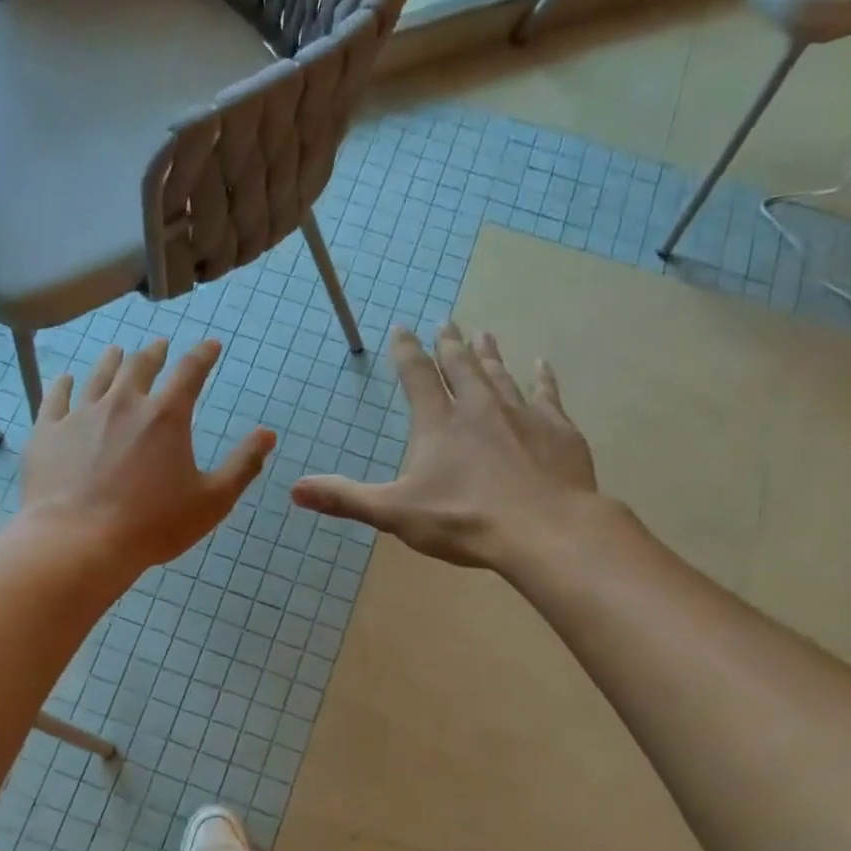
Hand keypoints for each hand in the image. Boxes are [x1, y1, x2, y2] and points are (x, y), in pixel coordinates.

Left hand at [20, 339, 274, 574]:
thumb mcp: (212, 500)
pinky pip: (56, 398)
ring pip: (99, 375)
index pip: (190, 372)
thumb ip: (243, 465)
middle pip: (141, 366)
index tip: (211, 344)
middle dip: (155, 353)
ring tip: (117, 352)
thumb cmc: (153, 525)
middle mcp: (124, 403)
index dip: (203, 355)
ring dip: (112, 360)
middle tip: (160, 346)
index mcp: (166, 416)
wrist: (79, 541)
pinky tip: (66, 379)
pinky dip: (64, 385)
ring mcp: (82, 415)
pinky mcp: (48, 432)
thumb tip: (268, 434)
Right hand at [291, 324, 605, 571]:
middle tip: (446, 321)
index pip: (416, 376)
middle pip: (460, 365)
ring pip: (500, 374)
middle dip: (449, 343)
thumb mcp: (395, 513)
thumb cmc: (464, 520)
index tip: (402, 328)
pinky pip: (546, 394)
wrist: (543, 529)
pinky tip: (541, 364)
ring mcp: (521, 414)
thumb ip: (346, 498)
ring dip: (488, 353)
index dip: (406, 351)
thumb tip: (294, 490)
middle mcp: (478, 407)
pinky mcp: (556, 429)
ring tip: (483, 333)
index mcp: (438, 423)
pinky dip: (541, 378)